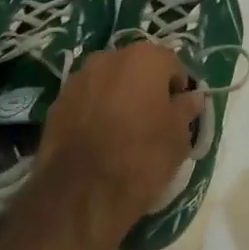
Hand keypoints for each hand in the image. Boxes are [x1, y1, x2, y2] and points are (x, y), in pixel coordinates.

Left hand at [38, 42, 204, 220]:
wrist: (84, 191)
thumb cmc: (143, 156)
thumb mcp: (178, 136)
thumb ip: (186, 110)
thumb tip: (191, 98)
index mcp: (144, 58)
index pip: (171, 64)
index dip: (178, 88)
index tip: (178, 113)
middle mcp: (108, 58)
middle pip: (136, 68)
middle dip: (145, 88)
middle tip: (152, 121)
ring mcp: (78, 79)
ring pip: (108, 82)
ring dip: (118, 97)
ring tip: (123, 132)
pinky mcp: (56, 102)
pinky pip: (86, 100)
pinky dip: (94, 112)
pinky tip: (99, 140)